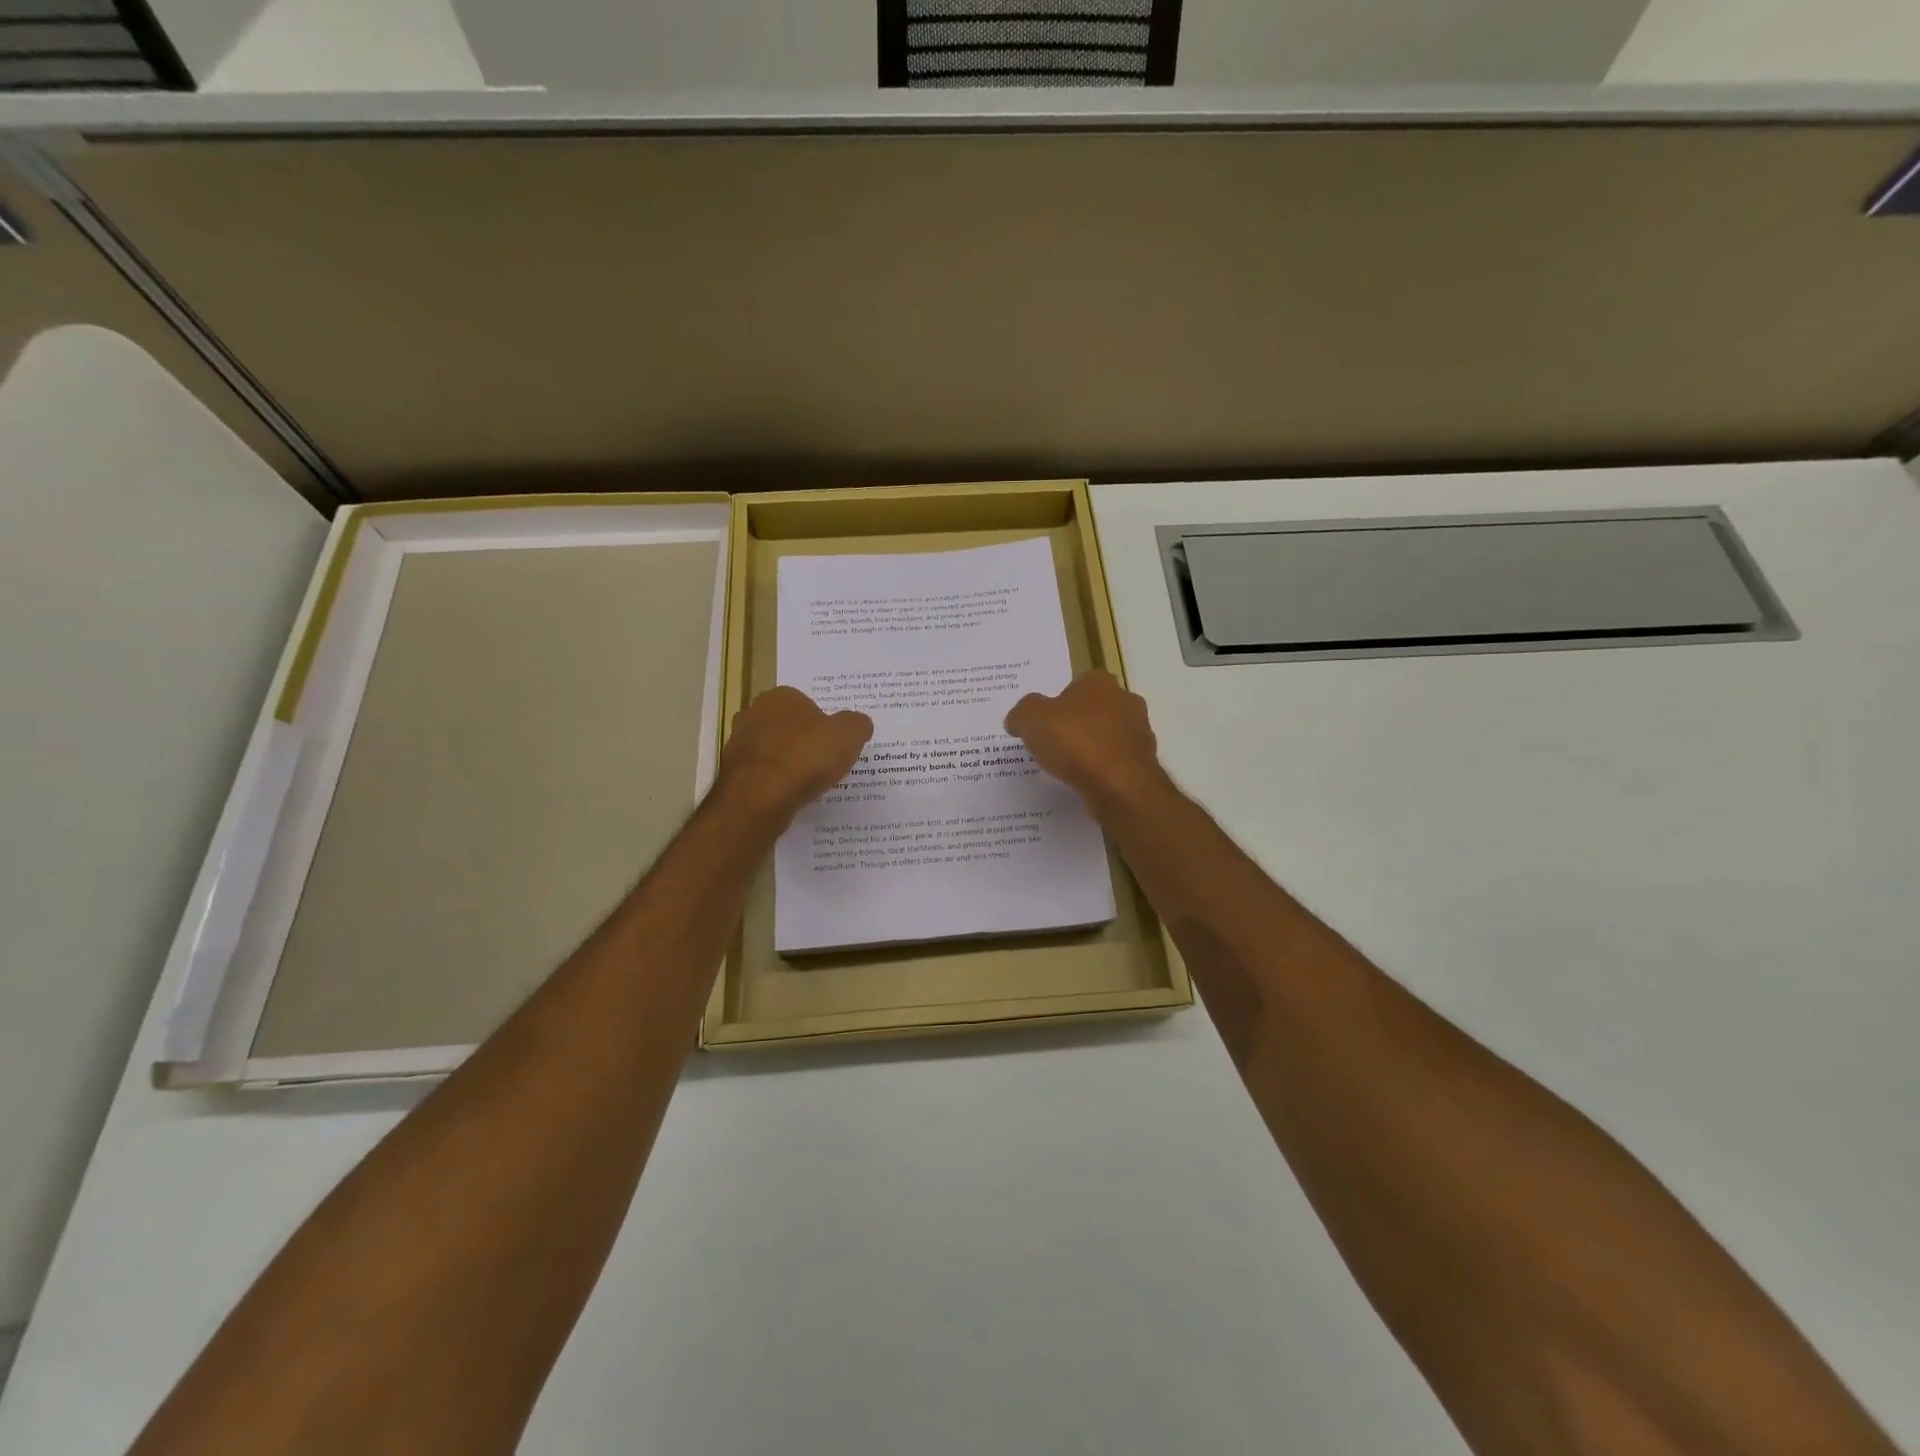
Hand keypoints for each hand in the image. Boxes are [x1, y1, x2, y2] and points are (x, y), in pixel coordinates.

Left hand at [715, 687, 872, 827]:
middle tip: (823, 761)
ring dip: (787, 762)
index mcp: (781, 696)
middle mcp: (754, 713)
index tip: (834, 743)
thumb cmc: (806, 756)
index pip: (807, 703)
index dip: (823, 723)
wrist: (760, 797)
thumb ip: (857, 724)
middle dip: (802, 740)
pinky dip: (774, 782)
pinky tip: (788, 795)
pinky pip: (761, 774)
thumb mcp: (849, 735)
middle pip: (787, 726)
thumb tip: (857, 724)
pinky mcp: (732, 772)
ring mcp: (738, 743)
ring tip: (807, 782)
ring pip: (772, 750)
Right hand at [1004, 670, 1166, 810]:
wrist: (1119, 786)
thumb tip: (1017, 719)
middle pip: (1093, 710)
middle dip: (1076, 724)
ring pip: (1107, 736)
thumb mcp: (1031, 719)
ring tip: (1067, 768)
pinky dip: (1101, 770)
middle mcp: (1125, 701)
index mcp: (1100, 682)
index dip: (1057, 702)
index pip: (1076, 684)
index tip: (1043, 723)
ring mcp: (1139, 733)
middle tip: (1052, 744)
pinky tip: (1085, 782)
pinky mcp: (1143, 763)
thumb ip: (1022, 713)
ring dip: (1090, 748)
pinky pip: (1115, 762)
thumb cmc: (1075, 742)